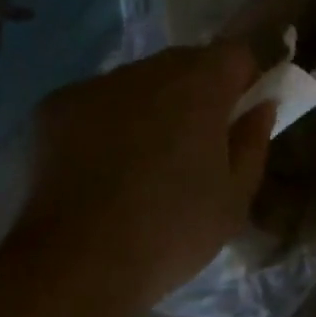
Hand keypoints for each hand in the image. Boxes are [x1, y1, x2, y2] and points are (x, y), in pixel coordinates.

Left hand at [11, 44, 276, 307]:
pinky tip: (99, 167)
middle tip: (192, 145)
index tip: (238, 116)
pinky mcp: (55, 106)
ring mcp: (95, 85)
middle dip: (196, 91)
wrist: (77, 263)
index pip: (234, 53)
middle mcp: (146, 71)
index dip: (243, 79)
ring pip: (137, 82)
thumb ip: (253, 142)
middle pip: (184, 63)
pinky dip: (105, 122)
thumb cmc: (171, 233)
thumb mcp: (234, 199)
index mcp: (198, 86)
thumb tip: (260, 107)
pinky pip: (96, 102)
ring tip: (140, 162)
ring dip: (149, 106)